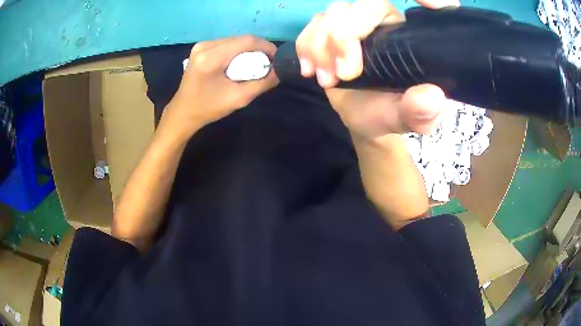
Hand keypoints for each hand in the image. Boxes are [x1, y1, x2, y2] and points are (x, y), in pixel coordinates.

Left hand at [163, 35, 278, 136]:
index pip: (246, 41)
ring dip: (248, 49)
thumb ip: (262, 83)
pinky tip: (239, 62)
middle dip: (258, 48)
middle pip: (240, 39)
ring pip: (234, 40)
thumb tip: (279, 71)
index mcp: (211, 58)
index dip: (266, 46)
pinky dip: (237, 51)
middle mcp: (205, 46)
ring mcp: (201, 46)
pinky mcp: (200, 48)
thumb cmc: (208, 108)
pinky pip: (225, 44)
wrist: (183, 113)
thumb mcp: (239, 98)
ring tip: (255, 63)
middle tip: (267, 63)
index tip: (276, 58)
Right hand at [296, 0, 458, 140]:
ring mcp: (353, 24)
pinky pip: (312, 25)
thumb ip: (419, 111)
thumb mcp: (406, 119)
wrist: (361, 117)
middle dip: (342, 37)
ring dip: (321, 46)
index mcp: (406, 37)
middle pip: (359, 6)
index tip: (426, 5)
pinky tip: (310, 70)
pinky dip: (306, 46)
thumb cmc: (386, 114)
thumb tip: (433, 97)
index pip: (405, 7)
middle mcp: (382, 23)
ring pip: (332, 14)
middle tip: (342, 75)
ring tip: (327, 80)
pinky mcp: (329, 31)